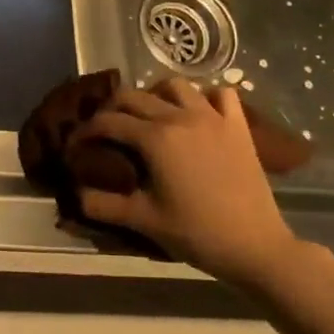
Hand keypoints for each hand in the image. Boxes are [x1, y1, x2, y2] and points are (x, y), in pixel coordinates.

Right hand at [79, 78, 301, 288]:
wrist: (256, 247)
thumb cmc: (197, 233)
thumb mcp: (143, 221)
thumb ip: (103, 205)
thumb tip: (76, 193)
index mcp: (155, 138)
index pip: (108, 121)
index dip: (86, 130)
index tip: (77, 143)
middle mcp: (180, 117)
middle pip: (134, 95)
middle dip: (112, 108)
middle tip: (105, 128)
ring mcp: (213, 118)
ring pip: (175, 85)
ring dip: (155, 94)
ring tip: (149, 115)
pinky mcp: (238, 127)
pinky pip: (221, 95)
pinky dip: (205, 96)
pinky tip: (197, 113)